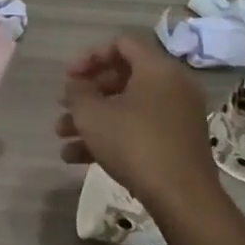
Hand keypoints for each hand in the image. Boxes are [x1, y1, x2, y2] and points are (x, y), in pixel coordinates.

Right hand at [57, 32, 228, 226]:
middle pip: (122, 77)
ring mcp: (177, 116)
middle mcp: (172, 86)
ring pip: (127, 107)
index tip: (68, 76)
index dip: (90, 56)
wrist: (183, 199)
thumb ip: (78, 92)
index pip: (121, 44)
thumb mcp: (92, 114)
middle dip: (87, 93)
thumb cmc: (134, 144)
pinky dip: (111, 137)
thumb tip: (77, 85)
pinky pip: (139, 129)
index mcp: (157, 69)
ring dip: (92, 118)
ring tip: (62, 135)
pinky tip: (76, 158)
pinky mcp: (177, 143)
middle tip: (64, 105)